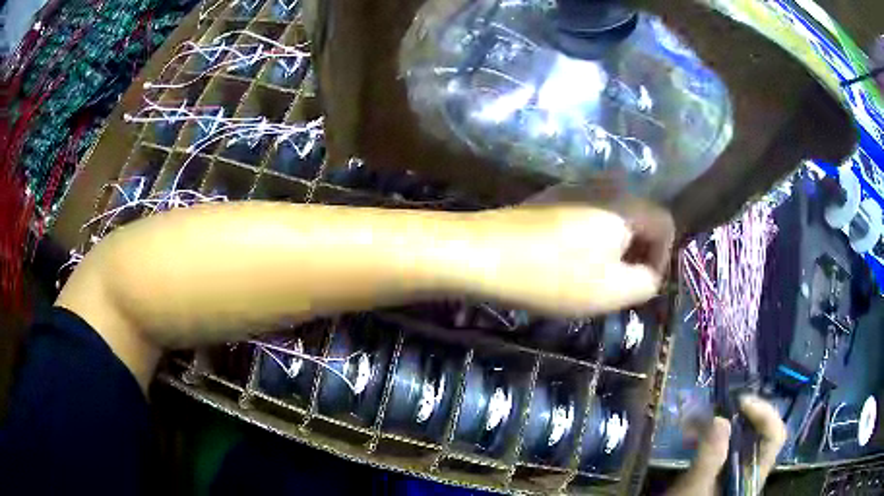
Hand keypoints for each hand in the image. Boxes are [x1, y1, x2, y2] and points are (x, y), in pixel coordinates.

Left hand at [465, 195, 673, 315]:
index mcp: (625, 204)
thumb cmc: (554, 275)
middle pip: (639, 219)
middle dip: (637, 254)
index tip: (643, 284)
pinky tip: (567, 264)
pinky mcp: (549, 199)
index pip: (666, 222)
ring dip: (613, 250)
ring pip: (611, 220)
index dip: (663, 256)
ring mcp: (573, 189)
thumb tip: (650, 274)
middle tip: (619, 285)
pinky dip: (590, 241)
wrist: (481, 253)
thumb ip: (645, 283)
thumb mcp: (611, 290)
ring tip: (594, 280)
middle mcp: (603, 187)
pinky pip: (586, 218)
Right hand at [666, 395, 786, 495]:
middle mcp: (754, 468)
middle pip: (763, 431)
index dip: (764, 414)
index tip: (740, 402)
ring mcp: (741, 468)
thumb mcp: (695, 488)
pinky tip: (704, 429)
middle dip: (746, 413)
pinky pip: (733, 441)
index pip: (775, 436)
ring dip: (733, 420)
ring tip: (710, 415)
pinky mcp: (727, 468)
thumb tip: (720, 419)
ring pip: (748, 434)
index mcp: (754, 475)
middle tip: (723, 404)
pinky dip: (722, 430)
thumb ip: (709, 458)